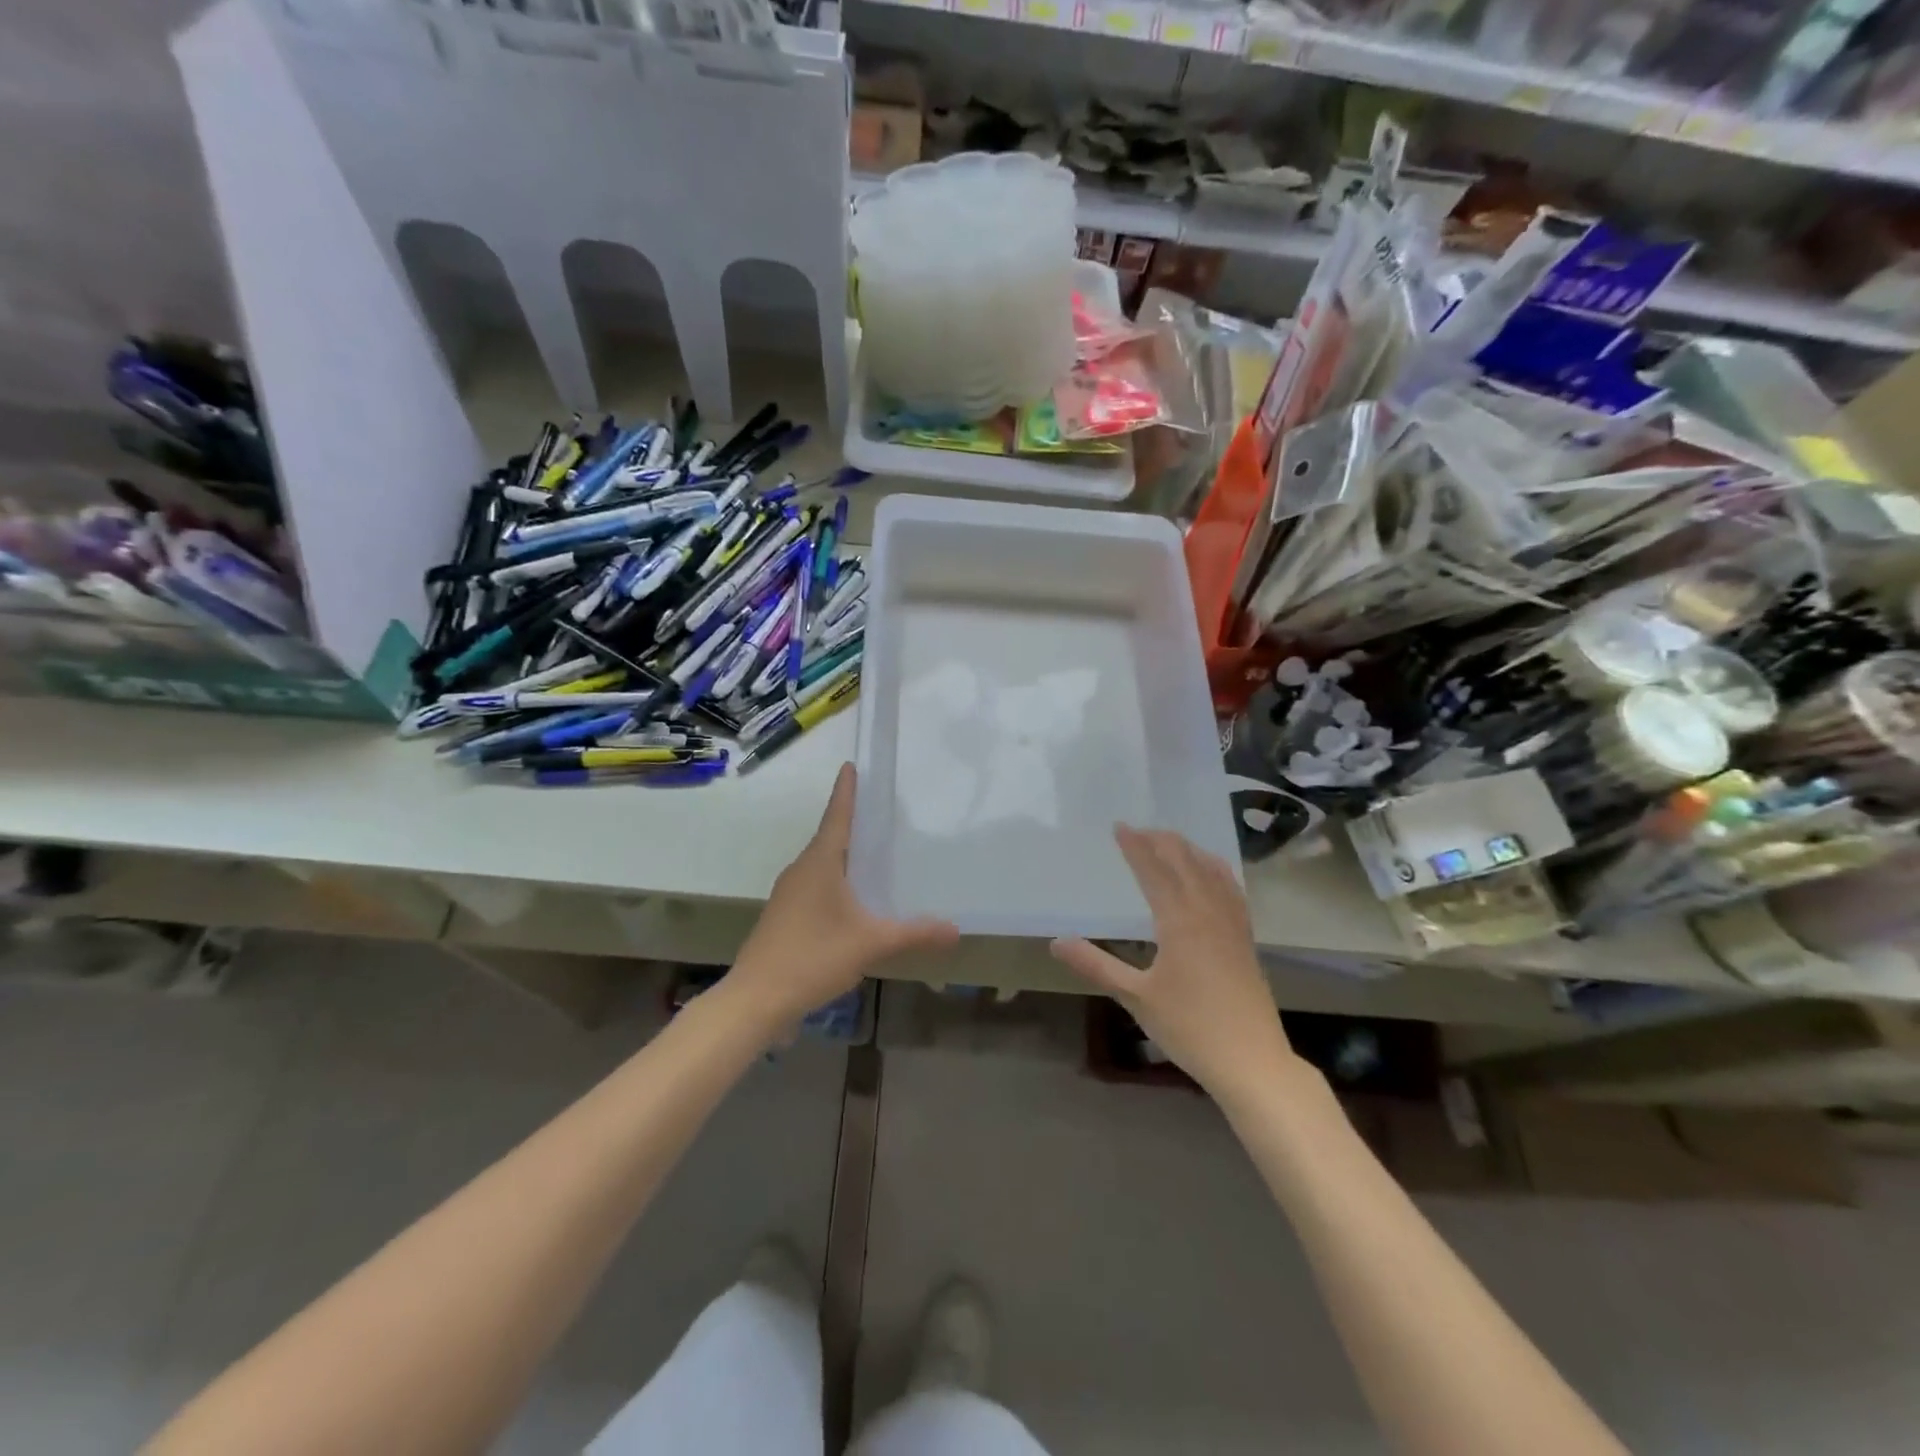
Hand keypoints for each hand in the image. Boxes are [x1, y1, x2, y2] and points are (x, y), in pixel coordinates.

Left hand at [727, 763, 958, 1030]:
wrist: (756, 998)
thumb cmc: (812, 957)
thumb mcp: (870, 944)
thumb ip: (914, 934)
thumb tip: (956, 930)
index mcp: (819, 863)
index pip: (836, 816)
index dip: (846, 791)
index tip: (850, 765)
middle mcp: (801, 870)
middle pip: (830, 838)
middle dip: (852, 824)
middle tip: (881, 812)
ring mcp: (788, 894)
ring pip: (822, 865)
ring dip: (844, 856)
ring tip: (874, 854)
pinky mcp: (784, 916)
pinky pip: (815, 885)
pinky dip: (836, 881)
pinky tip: (853, 901)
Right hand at [1051, 826, 1303, 1099]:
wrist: (1252, 1061)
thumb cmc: (1190, 1028)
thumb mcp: (1135, 997)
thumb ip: (1096, 965)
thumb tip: (1055, 943)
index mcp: (1180, 921)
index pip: (1154, 871)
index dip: (1136, 847)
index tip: (1120, 826)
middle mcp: (1208, 912)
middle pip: (1185, 863)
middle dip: (1162, 841)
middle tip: (1140, 829)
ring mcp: (1232, 924)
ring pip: (1211, 872)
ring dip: (1189, 851)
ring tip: (1171, 841)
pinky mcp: (1246, 939)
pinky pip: (1231, 889)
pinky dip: (1216, 870)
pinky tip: (1212, 873)